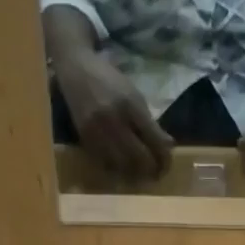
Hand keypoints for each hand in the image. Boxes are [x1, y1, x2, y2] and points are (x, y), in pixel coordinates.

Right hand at [54, 49, 172, 180]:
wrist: (77, 70)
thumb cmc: (110, 81)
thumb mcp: (135, 95)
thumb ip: (150, 122)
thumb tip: (168, 145)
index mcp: (131, 105)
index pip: (154, 140)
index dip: (164, 158)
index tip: (166, 165)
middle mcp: (114, 119)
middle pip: (138, 157)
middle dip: (151, 170)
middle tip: (156, 175)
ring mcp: (97, 130)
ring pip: (121, 165)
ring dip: (134, 174)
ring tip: (142, 175)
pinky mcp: (84, 138)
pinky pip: (105, 162)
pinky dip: (117, 169)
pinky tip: (123, 169)